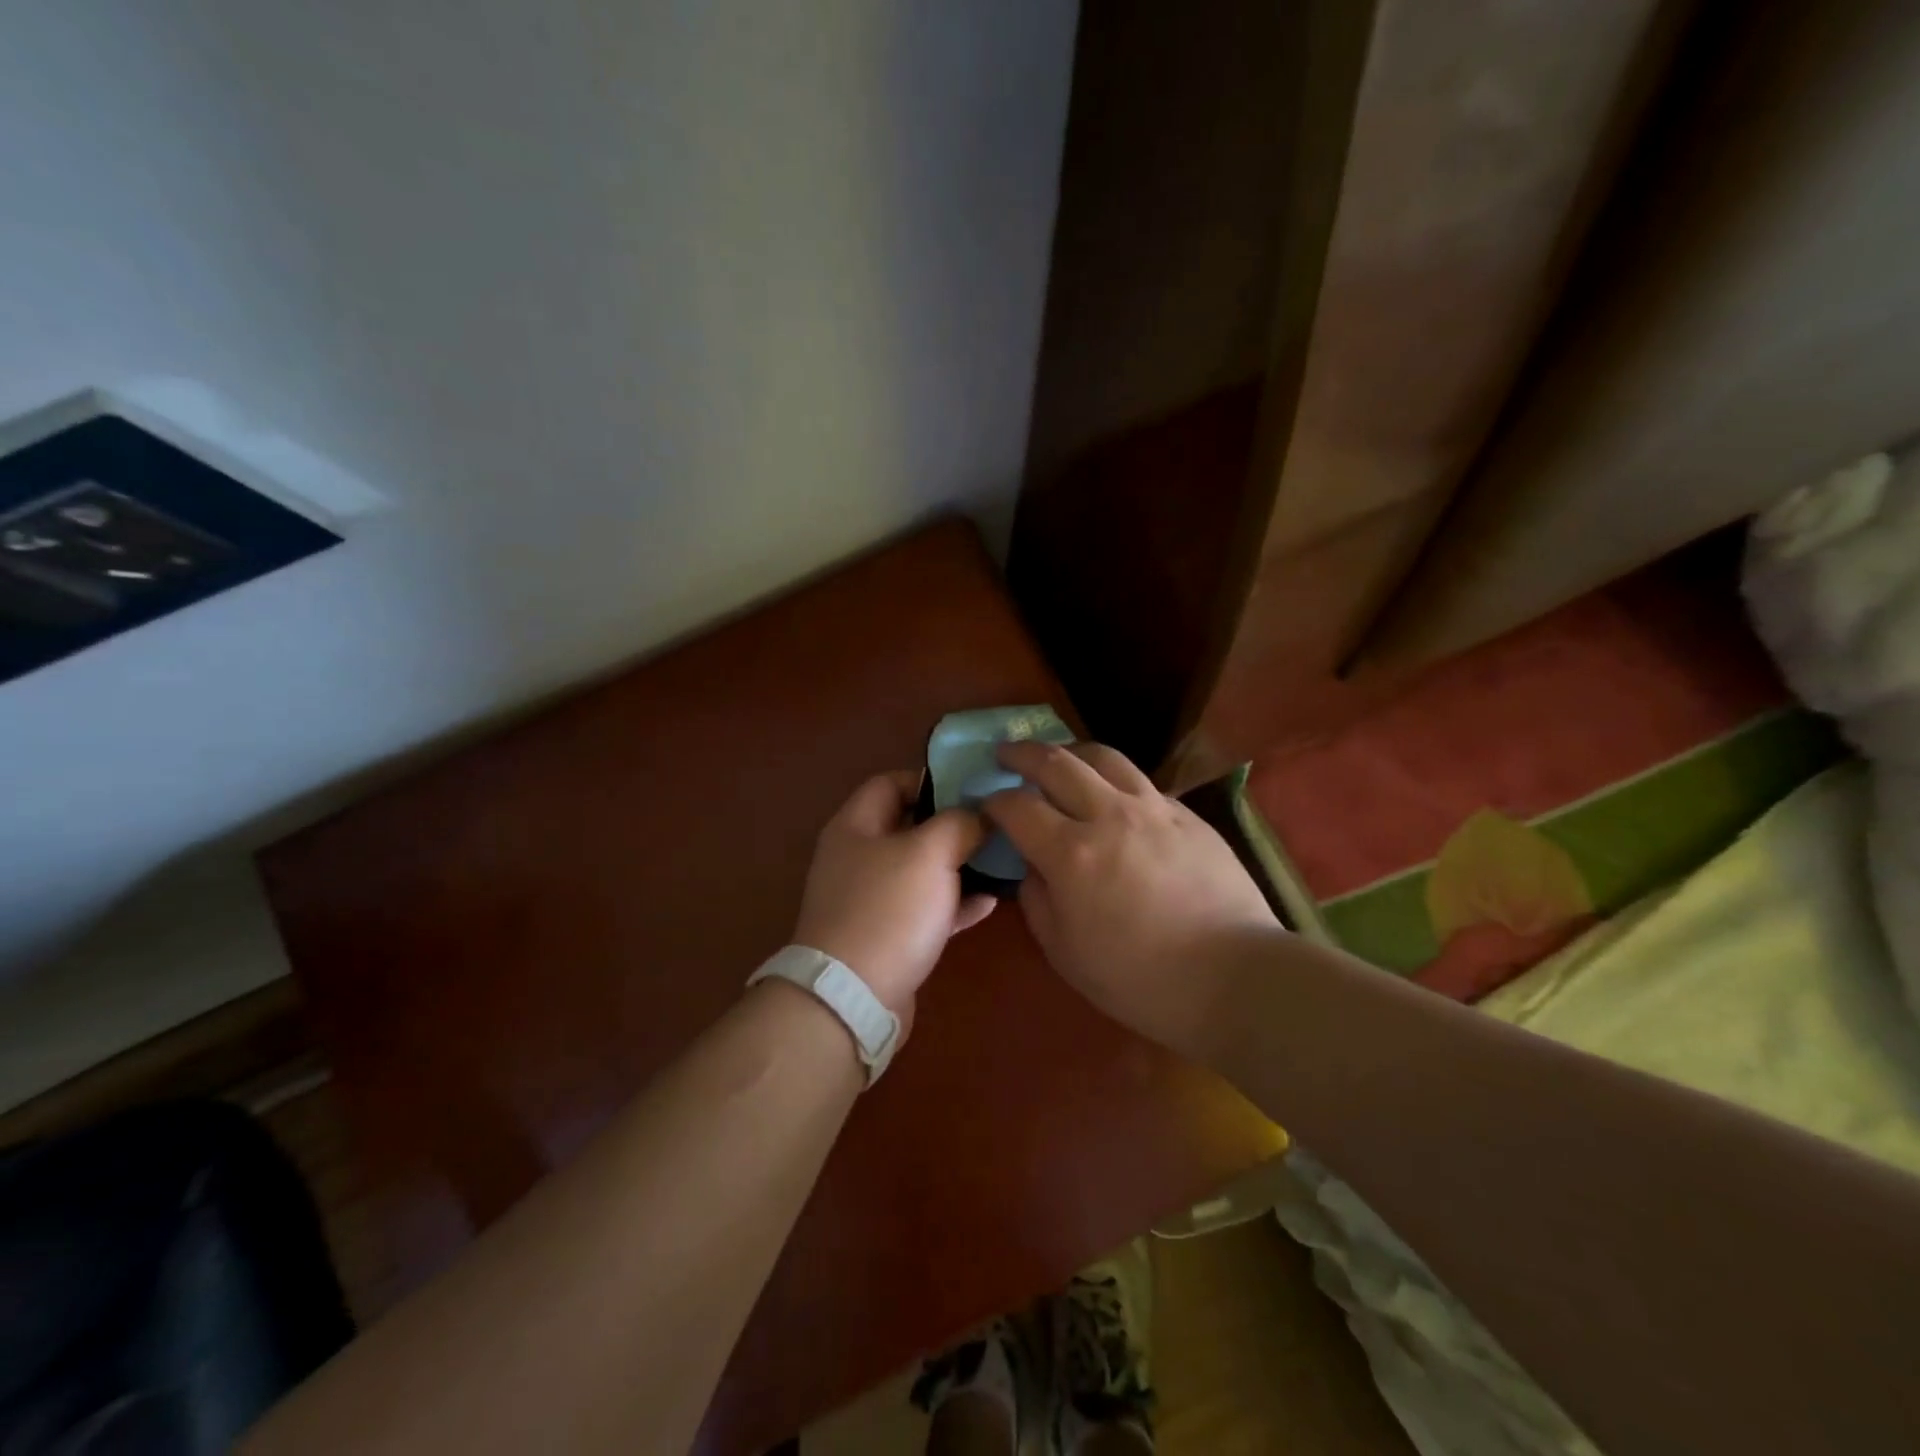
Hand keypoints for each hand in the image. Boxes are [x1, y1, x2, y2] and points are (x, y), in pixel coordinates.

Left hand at [793, 770, 996, 1022]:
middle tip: (995, 821)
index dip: (930, 779)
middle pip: (909, 826)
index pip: (890, 782)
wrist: (853, 999)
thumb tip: (979, 814)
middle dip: (952, 823)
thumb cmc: (889, 910)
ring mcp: (871, 900)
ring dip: (958, 864)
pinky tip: (989, 902)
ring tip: (1000, 858)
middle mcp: (858, 858)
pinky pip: (925, 909)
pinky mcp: (886, 936)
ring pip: (921, 870)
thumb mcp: (929, 852)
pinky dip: (954, 903)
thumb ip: (959, 822)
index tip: (972, 785)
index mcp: (855, 826)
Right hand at [985, 741, 1280, 1058]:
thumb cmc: (1140, 979)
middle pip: (1056, 763)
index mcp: (1071, 853)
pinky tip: (1113, 795)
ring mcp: (1153, 808)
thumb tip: (1033, 865)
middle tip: (1006, 755)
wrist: (1234, 977)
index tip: (987, 804)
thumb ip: (1037, 899)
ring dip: (1070, 752)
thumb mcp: (1065, 952)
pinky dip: (1114, 779)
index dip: (995, 801)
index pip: (1018, 806)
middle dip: (1022, 754)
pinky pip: (1141, 781)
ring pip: (1104, 757)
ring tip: (1059, 759)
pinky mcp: (1187, 814)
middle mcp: (1109, 815)